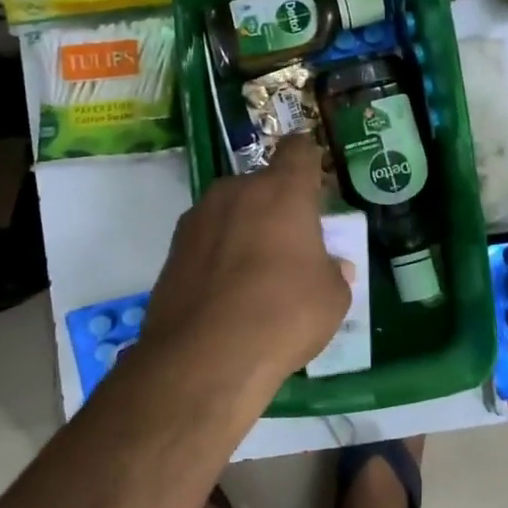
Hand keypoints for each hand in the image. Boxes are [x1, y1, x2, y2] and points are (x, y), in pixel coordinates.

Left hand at [138, 136, 352, 390]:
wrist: (204, 358)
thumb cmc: (283, 316)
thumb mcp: (331, 299)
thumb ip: (334, 272)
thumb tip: (334, 267)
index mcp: (282, 191)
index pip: (298, 150)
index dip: (308, 158)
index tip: (314, 177)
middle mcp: (236, 191)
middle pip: (262, 185)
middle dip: (276, 206)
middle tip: (289, 246)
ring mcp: (198, 217)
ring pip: (231, 211)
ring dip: (244, 229)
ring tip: (254, 275)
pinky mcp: (173, 248)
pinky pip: (207, 239)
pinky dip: (218, 255)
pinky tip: (225, 293)